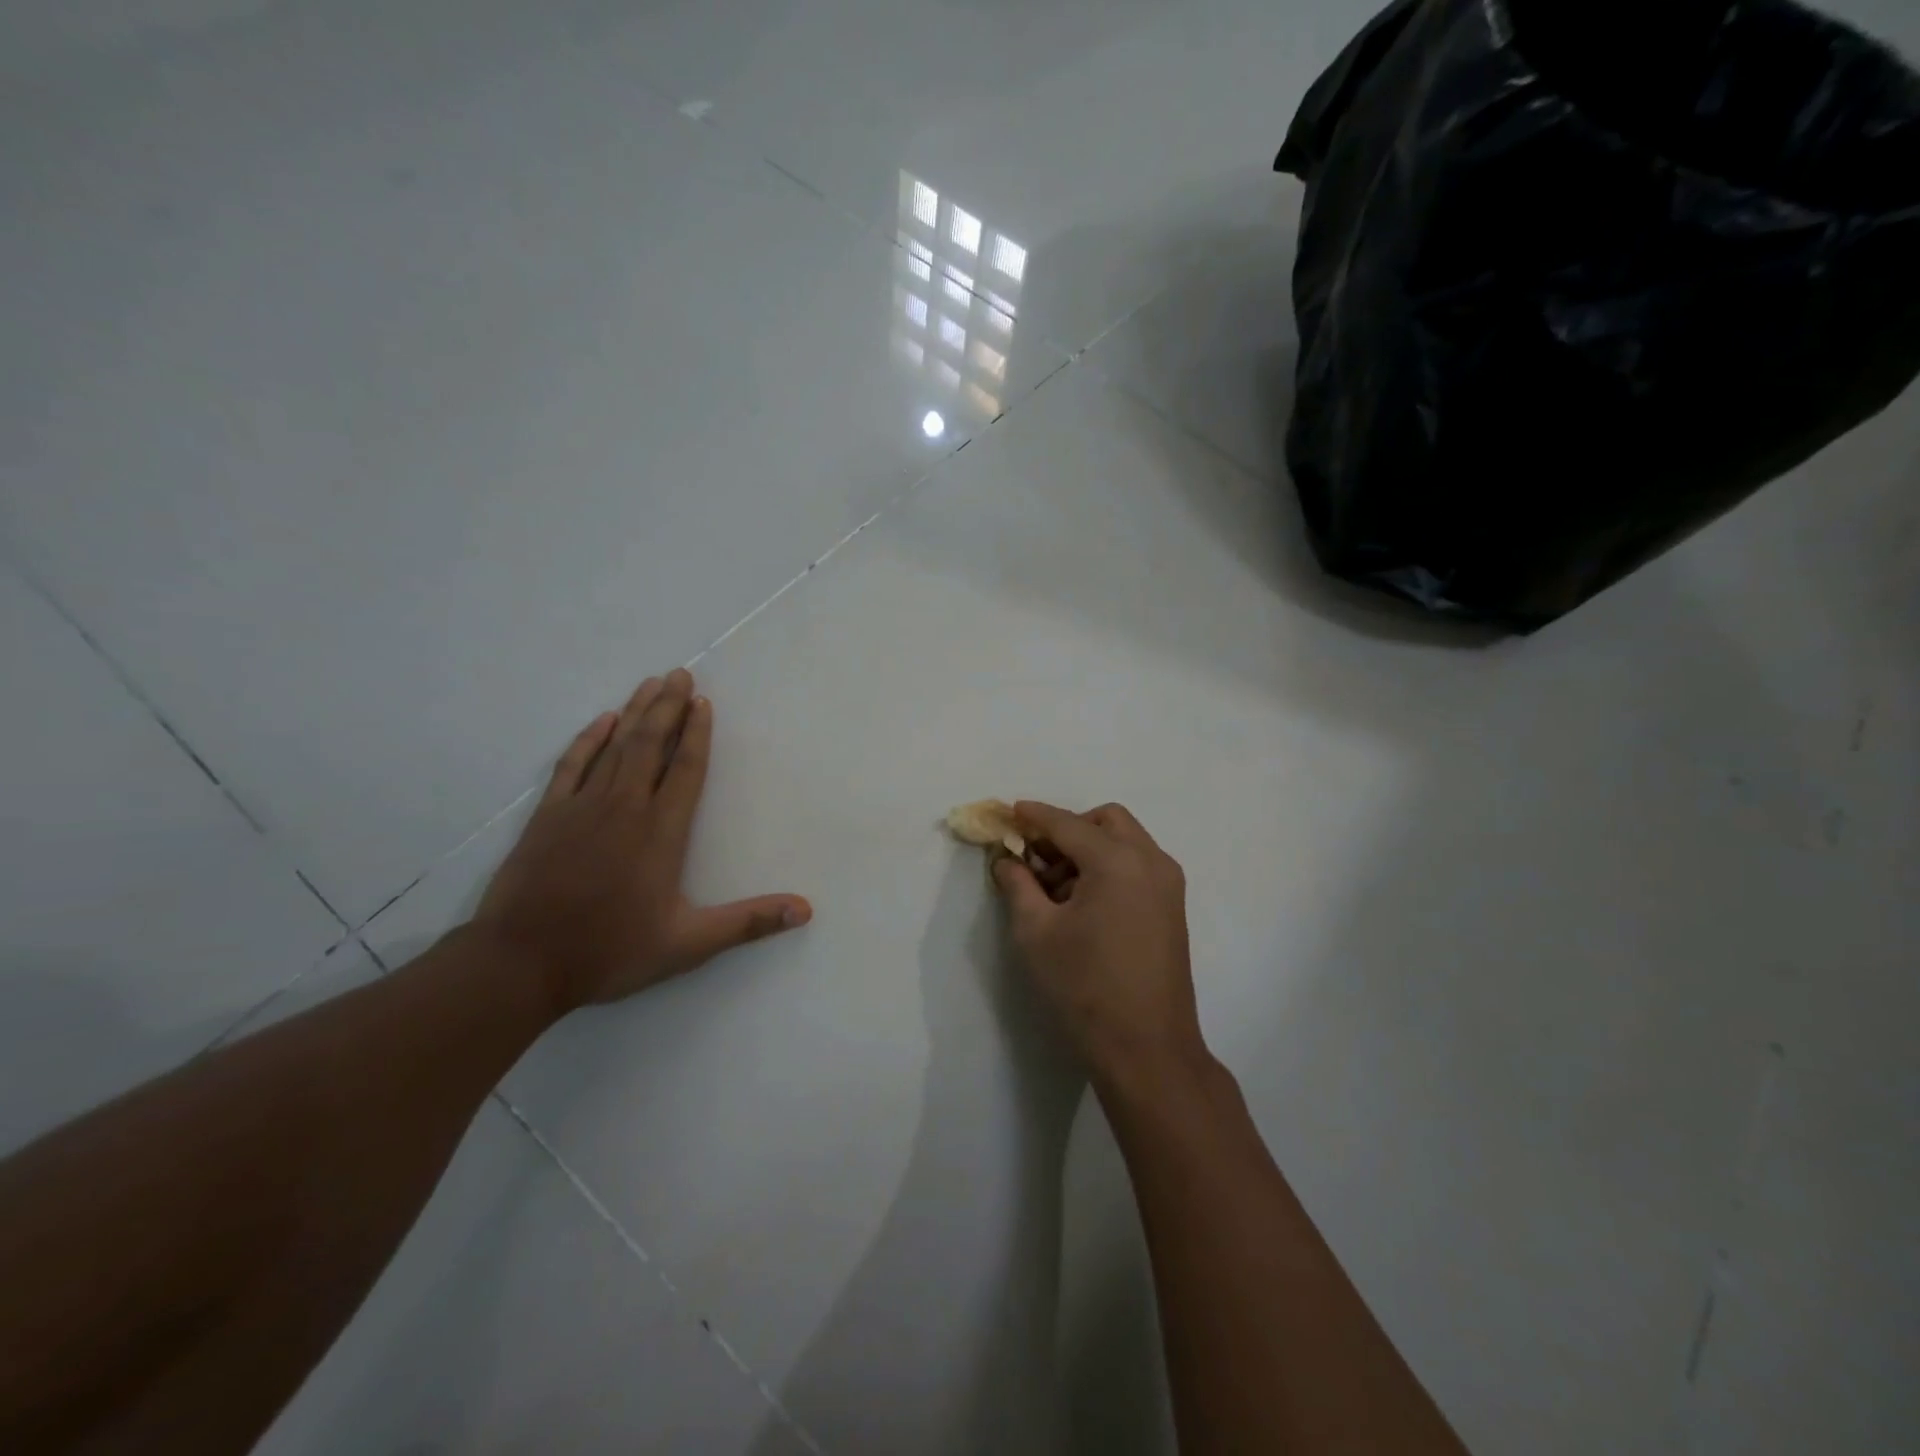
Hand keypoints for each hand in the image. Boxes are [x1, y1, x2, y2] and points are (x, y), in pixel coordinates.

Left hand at [472, 669, 810, 1014]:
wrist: (520, 963)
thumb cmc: (610, 951)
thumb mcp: (688, 944)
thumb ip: (748, 922)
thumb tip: (805, 910)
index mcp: (661, 832)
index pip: (686, 770)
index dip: (698, 734)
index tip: (704, 703)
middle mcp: (625, 808)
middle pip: (651, 745)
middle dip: (668, 707)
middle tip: (680, 674)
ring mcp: (582, 807)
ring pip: (616, 747)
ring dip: (636, 712)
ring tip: (652, 683)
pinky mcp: (548, 815)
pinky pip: (573, 764)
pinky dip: (588, 739)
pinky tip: (602, 720)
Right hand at [991, 801, 1212, 1096]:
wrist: (1147, 1049)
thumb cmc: (1085, 987)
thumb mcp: (1036, 932)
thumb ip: (1017, 885)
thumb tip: (1006, 860)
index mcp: (1117, 861)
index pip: (1067, 824)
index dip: (1034, 816)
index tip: (1008, 811)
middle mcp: (1151, 861)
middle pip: (1105, 821)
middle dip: (1068, 829)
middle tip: (1036, 858)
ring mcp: (1168, 884)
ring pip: (1125, 842)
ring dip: (1089, 848)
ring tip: (1056, 889)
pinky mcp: (1173, 908)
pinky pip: (1138, 865)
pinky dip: (1109, 866)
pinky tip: (1083, 903)